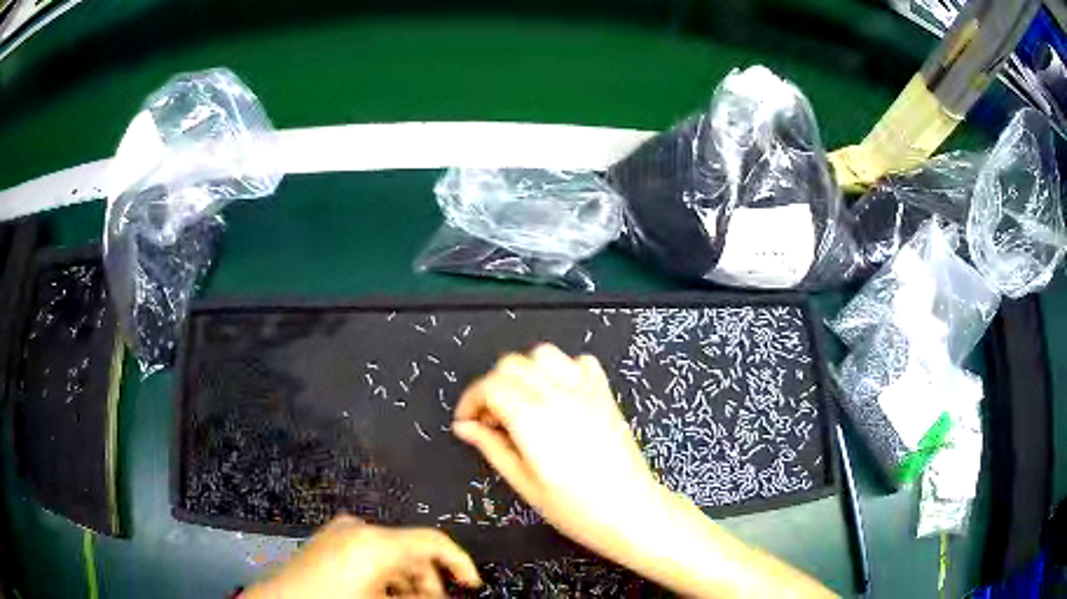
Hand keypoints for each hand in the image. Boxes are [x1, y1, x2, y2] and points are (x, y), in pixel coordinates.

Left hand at [242, 515, 480, 598]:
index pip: (433, 541)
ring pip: (391, 553)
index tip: (472, 585)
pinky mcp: (329, 539)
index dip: (460, 562)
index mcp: (375, 542)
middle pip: (411, 549)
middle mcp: (359, 528)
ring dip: (407, 580)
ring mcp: (340, 531)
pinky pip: (370, 554)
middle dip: (429, 580)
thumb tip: (444, 595)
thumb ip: (422, 596)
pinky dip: (385, 575)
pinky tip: (383, 594)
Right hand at [452, 344, 666, 563]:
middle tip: (491, 421)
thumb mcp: (524, 483)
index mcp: (533, 419)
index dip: (470, 400)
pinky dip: (561, 371)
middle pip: (511, 365)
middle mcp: (558, 395)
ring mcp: (585, 390)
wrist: (631, 510)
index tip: (467, 421)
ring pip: (543, 355)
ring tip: (522, 404)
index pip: (490, 386)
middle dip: (491, 387)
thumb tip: (465, 427)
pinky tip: (557, 397)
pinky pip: (579, 362)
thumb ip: (492, 447)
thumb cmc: (576, 508)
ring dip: (524, 373)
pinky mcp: (604, 394)